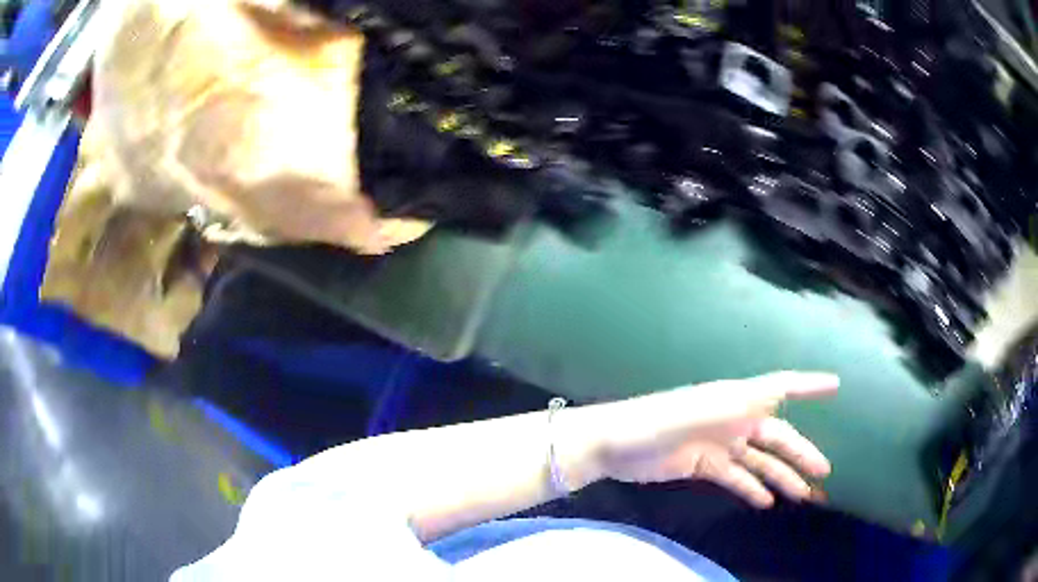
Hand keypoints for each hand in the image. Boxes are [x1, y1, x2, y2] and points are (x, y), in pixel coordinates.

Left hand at [568, 372, 837, 507]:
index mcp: (735, 399)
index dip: (809, 385)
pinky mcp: (704, 465)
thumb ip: (736, 405)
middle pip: (776, 436)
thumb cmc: (655, 421)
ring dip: (781, 477)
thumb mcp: (698, 411)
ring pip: (760, 461)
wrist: (612, 444)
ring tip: (803, 496)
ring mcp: (719, 444)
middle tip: (824, 472)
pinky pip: (736, 477)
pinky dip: (752, 488)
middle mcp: (733, 419)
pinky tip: (766, 502)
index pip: (780, 386)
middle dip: (801, 453)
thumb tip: (775, 393)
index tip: (836, 386)